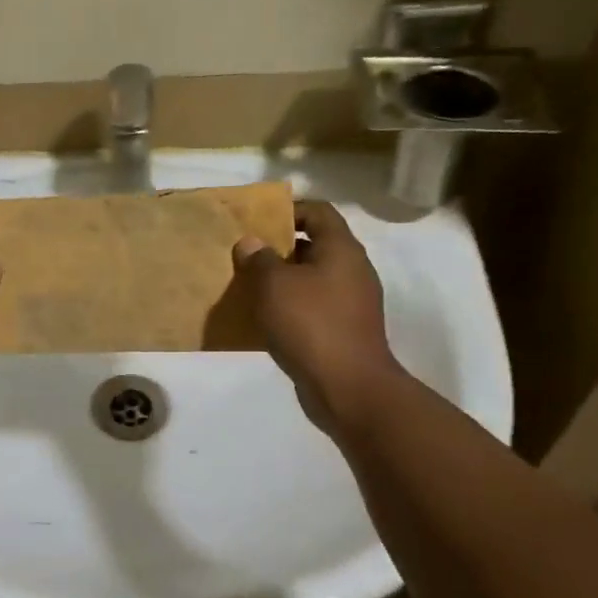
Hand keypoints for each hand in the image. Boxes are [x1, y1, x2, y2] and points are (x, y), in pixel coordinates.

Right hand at [232, 201, 401, 431]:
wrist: (348, 387)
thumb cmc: (311, 324)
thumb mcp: (273, 285)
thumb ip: (259, 259)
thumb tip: (251, 243)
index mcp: (341, 250)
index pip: (318, 211)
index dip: (288, 210)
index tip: (256, 222)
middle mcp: (352, 270)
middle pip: (314, 244)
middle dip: (279, 247)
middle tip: (245, 255)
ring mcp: (351, 302)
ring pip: (311, 277)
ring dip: (282, 279)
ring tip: (248, 286)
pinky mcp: (344, 329)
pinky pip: (313, 305)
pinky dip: (290, 305)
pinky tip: (265, 317)